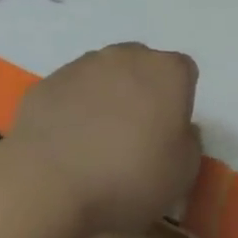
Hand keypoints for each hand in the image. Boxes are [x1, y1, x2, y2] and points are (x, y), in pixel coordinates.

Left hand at [7, 43, 202, 236]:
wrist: (48, 182)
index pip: (184, 73)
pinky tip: (67, 144)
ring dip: (106, 98)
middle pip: (143, 67)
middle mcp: (127, 55)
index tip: (168, 133)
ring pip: (104, 75)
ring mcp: (83, 64)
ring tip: (96, 143)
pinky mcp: (49, 81)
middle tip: (135, 136)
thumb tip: (179, 129)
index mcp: (167, 72)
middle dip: (142, 92)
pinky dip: (72, 110)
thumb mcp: (182, 174)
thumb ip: (189, 142)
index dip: (178, 102)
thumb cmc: (127, 178)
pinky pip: (70, 92)